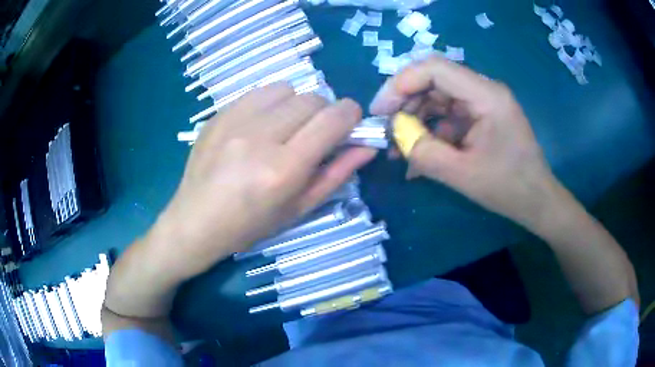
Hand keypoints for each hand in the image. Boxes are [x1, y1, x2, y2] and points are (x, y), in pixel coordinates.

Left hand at [149, 84, 375, 280]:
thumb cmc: (250, 225)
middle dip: (324, 112)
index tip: (350, 124)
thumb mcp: (299, 208)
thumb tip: (367, 146)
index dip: (351, 115)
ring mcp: (234, 121)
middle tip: (314, 134)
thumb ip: (337, 174)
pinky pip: (259, 92)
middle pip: (312, 98)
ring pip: (287, 89)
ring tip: (285, 128)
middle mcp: (259, 137)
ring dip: (296, 105)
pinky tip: (261, 124)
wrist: (195, 221)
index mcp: (283, 168)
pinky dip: (271, 103)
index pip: (333, 119)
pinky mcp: (219, 114)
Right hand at [370, 57, 558, 230]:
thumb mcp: (462, 175)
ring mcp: (482, 103)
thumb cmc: (508, 188)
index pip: (435, 69)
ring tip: (397, 147)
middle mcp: (484, 90)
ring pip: (438, 98)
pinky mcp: (480, 117)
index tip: (380, 110)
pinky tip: (418, 154)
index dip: (401, 83)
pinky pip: (448, 116)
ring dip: (415, 119)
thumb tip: (395, 135)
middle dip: (405, 103)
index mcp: (486, 95)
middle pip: (434, 81)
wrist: (536, 201)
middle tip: (384, 129)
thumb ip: (424, 153)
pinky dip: (430, 131)